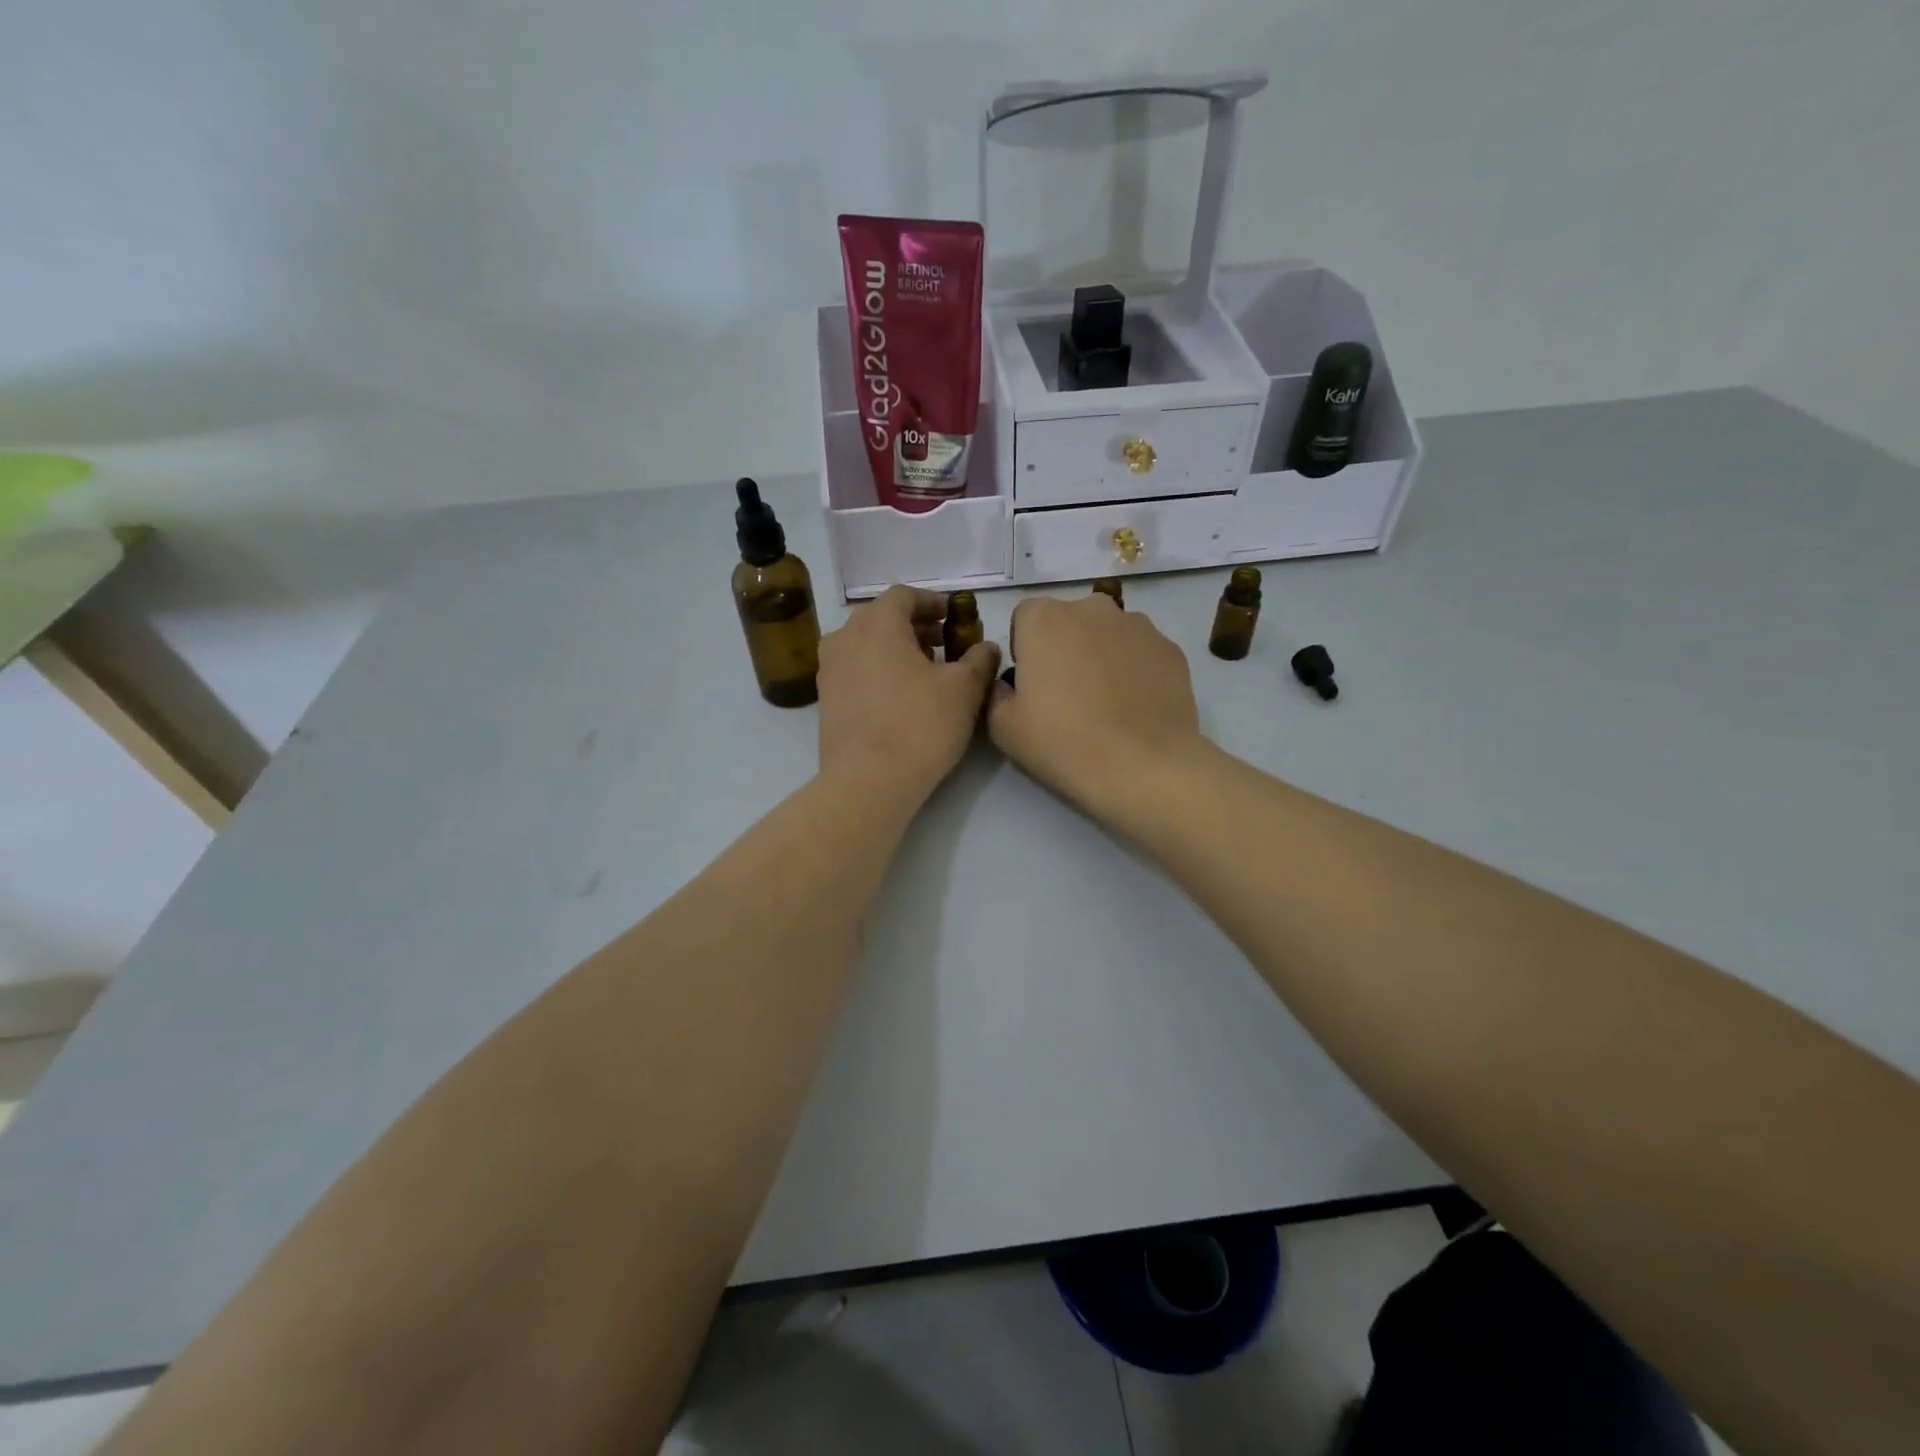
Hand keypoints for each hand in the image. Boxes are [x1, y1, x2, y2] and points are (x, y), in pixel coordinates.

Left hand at [817, 585, 1000, 803]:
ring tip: (926, 672)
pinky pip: (855, 670)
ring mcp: (829, 668)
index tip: (953, 617)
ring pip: (866, 645)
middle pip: (882, 618)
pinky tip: (902, 696)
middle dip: (915, 627)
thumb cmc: (919, 725)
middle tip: (945, 645)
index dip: (932, 602)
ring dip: (896, 649)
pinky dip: (879, 670)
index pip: (904, 595)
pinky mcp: (825, 699)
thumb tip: (986, 647)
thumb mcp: (963, 690)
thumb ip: (979, 660)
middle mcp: (845, 637)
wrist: (867, 781)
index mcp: (877, 623)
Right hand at [987, 593, 1204, 819]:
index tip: (1032, 682)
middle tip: (1067, 693)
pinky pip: (1142, 653)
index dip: (1025, 648)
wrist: (1141, 766)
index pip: (1025, 617)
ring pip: (1109, 633)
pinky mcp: (1171, 649)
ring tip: (1106, 702)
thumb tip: (1008, 685)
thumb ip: (996, 693)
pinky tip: (1135, 708)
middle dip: (1065, 646)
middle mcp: (1092, 608)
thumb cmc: (1062, 742)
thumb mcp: (1003, 727)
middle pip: (1070, 620)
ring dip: (1102, 655)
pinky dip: (1135, 670)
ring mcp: (1138, 625)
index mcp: (1045, 618)